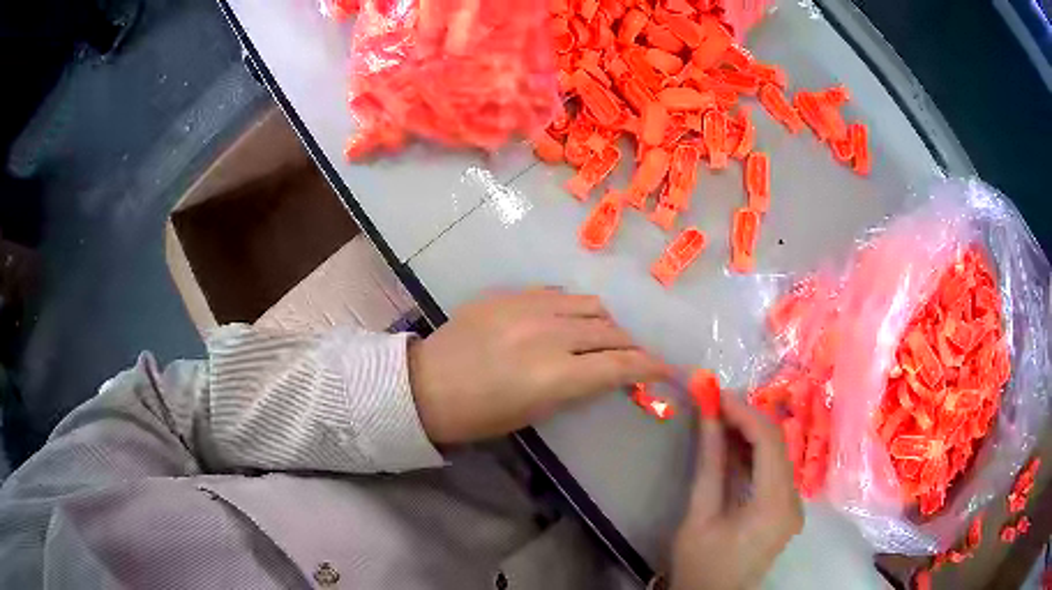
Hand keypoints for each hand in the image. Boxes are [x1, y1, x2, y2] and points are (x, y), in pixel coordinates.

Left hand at [408, 289, 668, 443]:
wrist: (425, 385)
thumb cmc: (479, 415)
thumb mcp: (535, 412)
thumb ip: (577, 386)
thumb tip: (605, 371)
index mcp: (555, 375)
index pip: (621, 365)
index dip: (651, 367)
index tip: (667, 370)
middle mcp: (549, 334)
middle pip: (612, 331)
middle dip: (632, 346)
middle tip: (636, 358)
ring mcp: (528, 307)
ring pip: (590, 305)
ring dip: (607, 323)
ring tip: (604, 337)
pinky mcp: (510, 294)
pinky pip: (558, 293)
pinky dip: (575, 309)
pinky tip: (569, 321)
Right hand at [670, 393, 803, 589]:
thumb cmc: (701, 565)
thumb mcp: (699, 515)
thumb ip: (709, 463)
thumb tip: (708, 415)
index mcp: (775, 504)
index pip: (769, 441)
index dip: (743, 412)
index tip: (714, 394)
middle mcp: (794, 500)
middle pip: (777, 444)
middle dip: (746, 418)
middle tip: (713, 403)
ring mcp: (792, 505)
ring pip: (777, 454)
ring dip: (749, 433)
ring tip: (717, 418)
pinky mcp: (784, 509)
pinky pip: (773, 471)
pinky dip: (752, 454)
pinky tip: (730, 446)